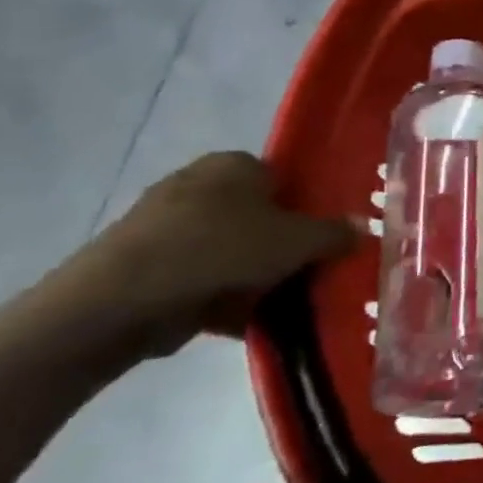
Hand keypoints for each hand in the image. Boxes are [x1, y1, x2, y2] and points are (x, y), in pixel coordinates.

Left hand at [78, 152, 357, 355]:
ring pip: (230, 248)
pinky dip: (220, 294)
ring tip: (282, 300)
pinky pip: (200, 275)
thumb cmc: (221, 250)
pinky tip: (243, 318)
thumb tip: (362, 228)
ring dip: (254, 272)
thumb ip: (335, 234)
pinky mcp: (144, 263)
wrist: (120, 300)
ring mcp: (165, 224)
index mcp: (234, 164)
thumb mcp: (300, 241)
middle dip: (282, 243)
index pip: (285, 178)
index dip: (310, 206)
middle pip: (259, 215)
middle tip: (310, 269)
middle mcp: (198, 184)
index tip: (326, 237)